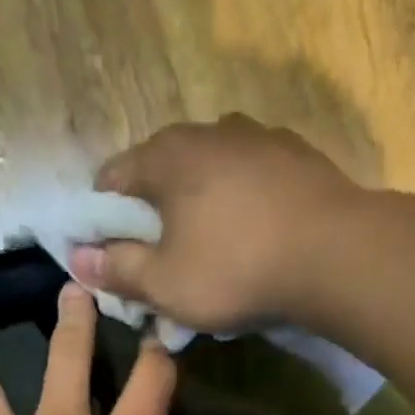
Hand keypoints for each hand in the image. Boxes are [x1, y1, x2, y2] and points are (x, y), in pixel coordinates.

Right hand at [68, 115, 363, 332]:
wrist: (335, 255)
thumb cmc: (235, 268)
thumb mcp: (165, 283)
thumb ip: (118, 269)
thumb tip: (79, 259)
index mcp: (166, 155)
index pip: (112, 178)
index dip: (103, 221)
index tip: (113, 258)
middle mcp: (209, 130)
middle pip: (162, 174)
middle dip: (154, 218)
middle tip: (162, 264)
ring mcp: (258, 138)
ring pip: (210, 175)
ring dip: (201, 210)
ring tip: (212, 254)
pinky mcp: (297, 157)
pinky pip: (251, 182)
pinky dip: (241, 207)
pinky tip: (254, 241)